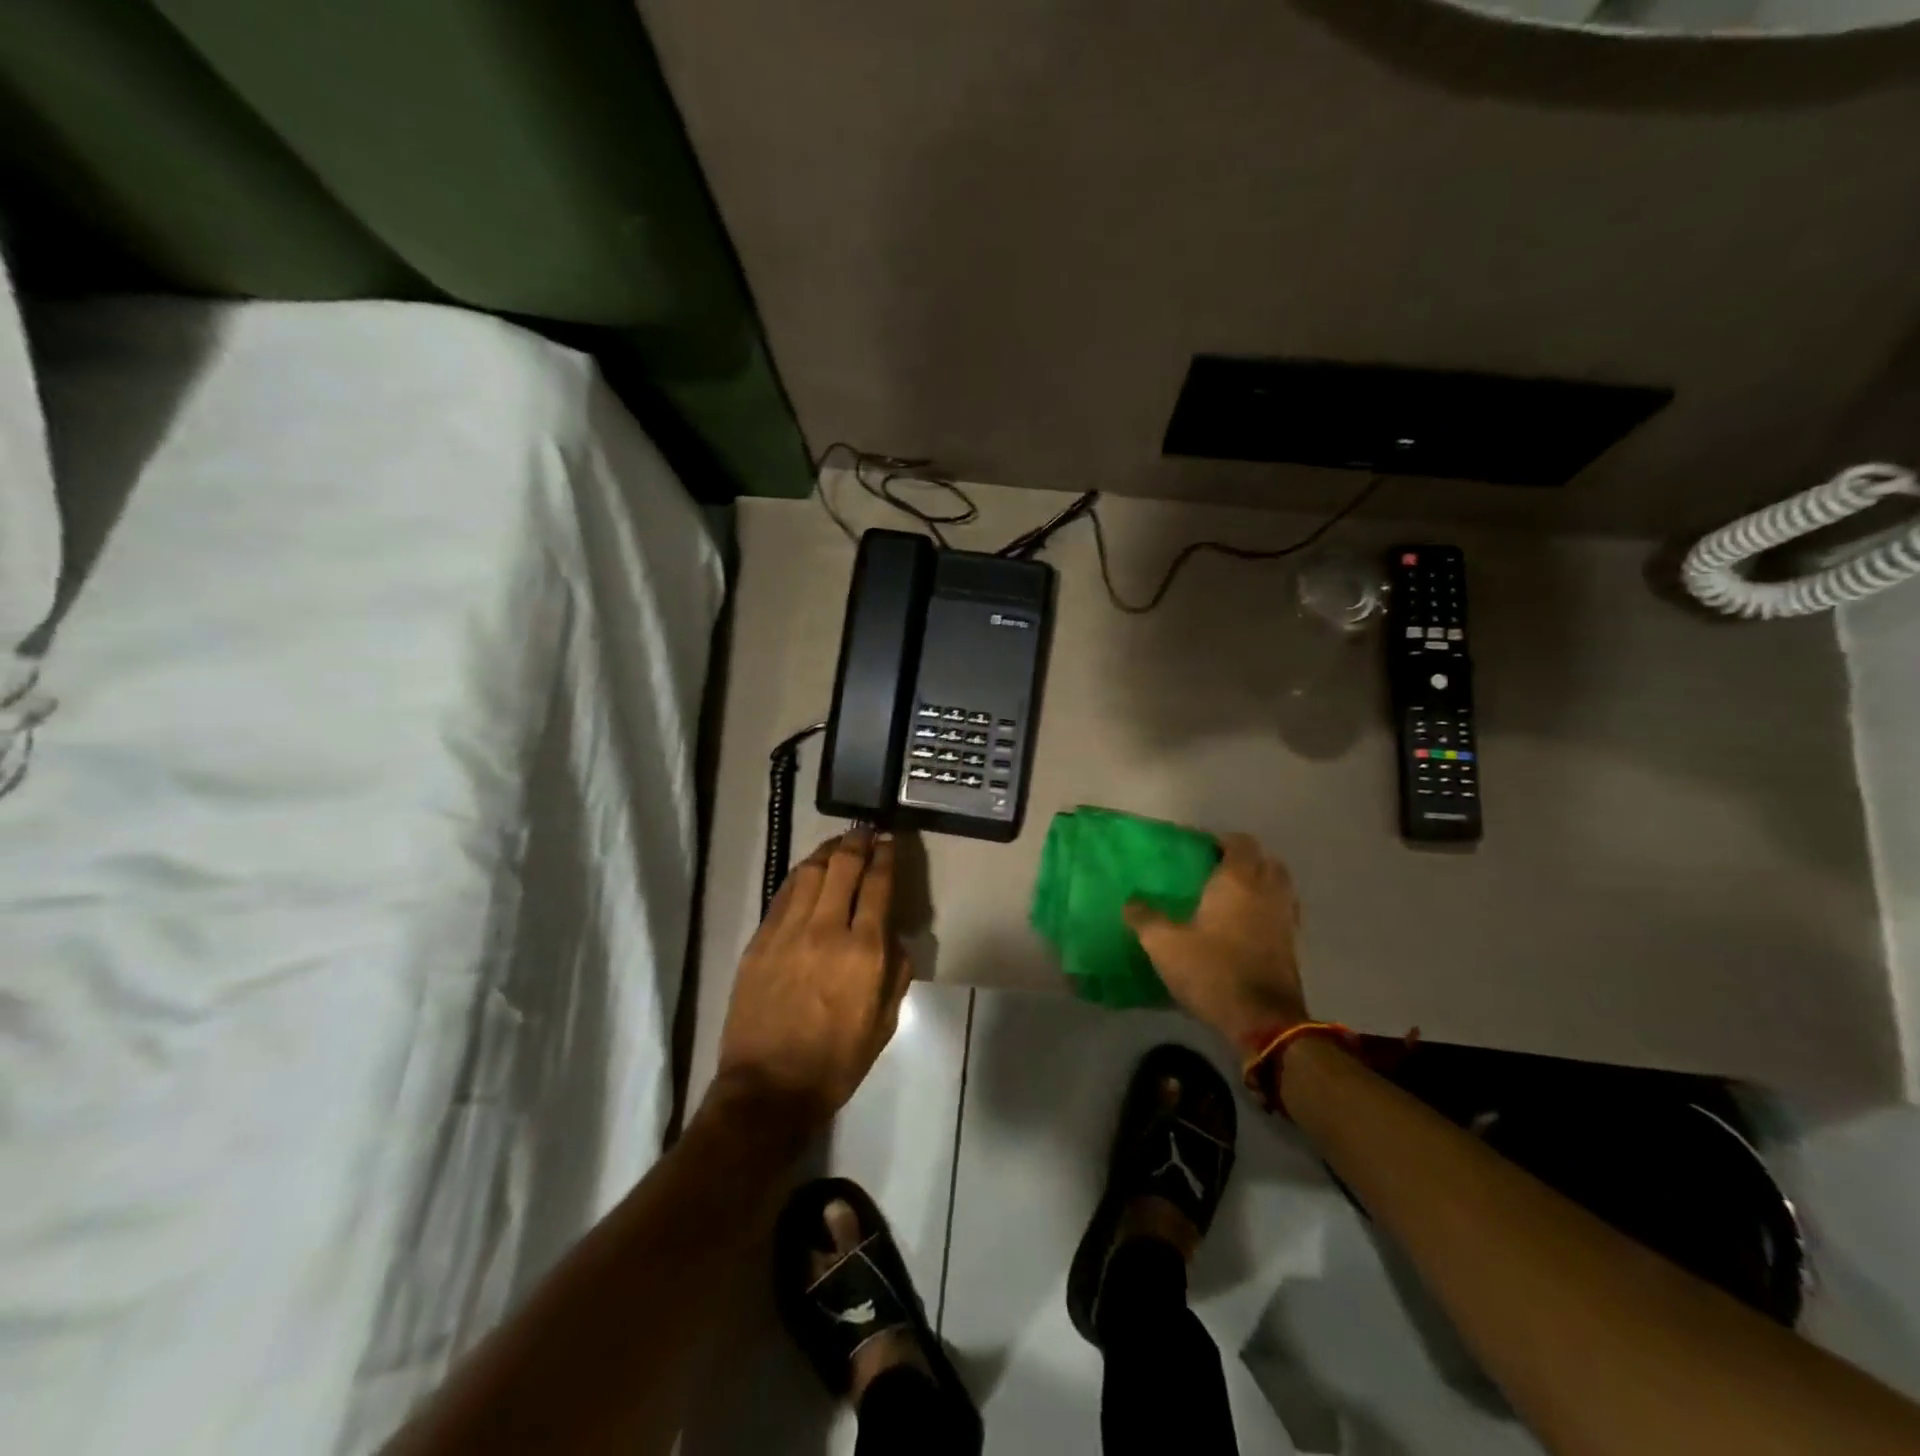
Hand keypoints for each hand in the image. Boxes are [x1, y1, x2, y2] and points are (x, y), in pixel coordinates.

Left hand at [714, 826, 908, 1132]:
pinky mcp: (759, 941)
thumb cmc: (836, 1060)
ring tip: (839, 845)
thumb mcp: (885, 1021)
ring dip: (828, 853)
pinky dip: (801, 876)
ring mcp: (787, 933)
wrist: (769, 1087)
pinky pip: (783, 895)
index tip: (890, 841)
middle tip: (866, 832)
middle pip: (842, 867)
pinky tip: (808, 873)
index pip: (877, 886)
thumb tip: (894, 936)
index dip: (885, 857)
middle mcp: (825, 931)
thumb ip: (897, 971)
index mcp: (863, 952)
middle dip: (857, 843)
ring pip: (809, 873)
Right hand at [1124, 832, 1307, 1050]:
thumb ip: (1145, 918)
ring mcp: (1286, 919)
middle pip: (1266, 860)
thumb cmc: (1212, 971)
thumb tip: (1130, 901)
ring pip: (1279, 887)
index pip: (1240, 843)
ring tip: (1232, 897)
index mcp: (1238, 881)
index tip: (1200, 850)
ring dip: (1261, 884)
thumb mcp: (1165, 945)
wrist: (1264, 1021)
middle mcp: (1268, 892)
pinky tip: (1245, 926)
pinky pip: (1282, 913)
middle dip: (1245, 860)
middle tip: (1217, 870)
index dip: (1222, 841)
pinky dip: (1268, 910)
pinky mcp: (1293, 945)